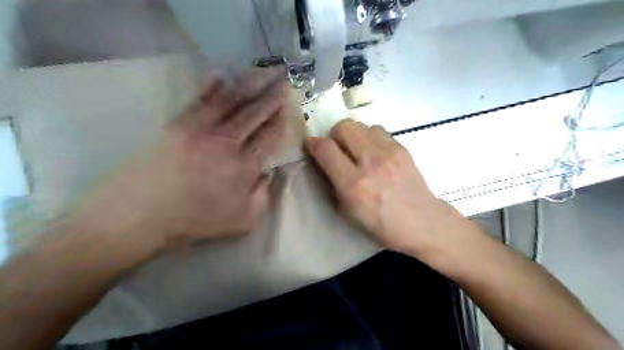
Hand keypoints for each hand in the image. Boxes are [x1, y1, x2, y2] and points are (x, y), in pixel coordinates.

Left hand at [68, 67, 287, 255]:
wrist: (139, 214)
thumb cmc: (194, 221)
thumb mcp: (242, 220)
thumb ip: (263, 195)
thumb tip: (269, 171)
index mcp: (244, 167)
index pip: (270, 137)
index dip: (281, 121)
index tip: (288, 108)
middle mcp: (227, 143)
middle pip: (255, 114)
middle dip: (272, 97)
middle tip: (283, 82)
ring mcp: (201, 130)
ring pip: (231, 102)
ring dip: (249, 86)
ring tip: (262, 73)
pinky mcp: (178, 124)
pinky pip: (199, 100)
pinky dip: (211, 87)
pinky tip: (221, 76)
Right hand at [306, 122, 456, 255]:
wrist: (422, 222)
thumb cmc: (381, 225)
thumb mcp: (347, 212)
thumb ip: (332, 183)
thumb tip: (324, 161)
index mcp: (353, 184)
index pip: (325, 149)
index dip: (312, 144)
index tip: (311, 145)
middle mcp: (370, 162)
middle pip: (343, 127)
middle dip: (333, 135)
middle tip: (336, 148)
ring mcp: (389, 152)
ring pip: (360, 125)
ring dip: (352, 135)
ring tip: (356, 150)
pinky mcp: (402, 147)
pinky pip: (377, 129)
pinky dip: (369, 137)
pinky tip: (373, 152)